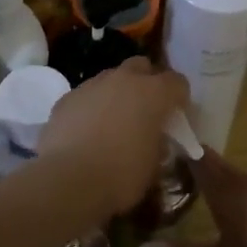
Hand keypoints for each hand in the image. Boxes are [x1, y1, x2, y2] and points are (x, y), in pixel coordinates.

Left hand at [37, 58, 188, 224]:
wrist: (69, 180)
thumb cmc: (121, 174)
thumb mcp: (154, 165)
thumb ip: (158, 143)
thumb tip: (154, 139)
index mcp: (153, 93)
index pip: (177, 83)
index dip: (180, 99)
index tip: (176, 118)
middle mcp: (123, 79)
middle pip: (141, 67)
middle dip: (147, 83)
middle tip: (145, 111)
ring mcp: (92, 85)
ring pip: (111, 78)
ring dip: (117, 94)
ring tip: (113, 122)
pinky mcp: (66, 98)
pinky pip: (86, 96)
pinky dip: (91, 107)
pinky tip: (87, 131)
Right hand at [135, 150, 246, 246]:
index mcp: (226, 190)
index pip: (198, 157)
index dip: (180, 145)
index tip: (159, 137)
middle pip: (217, 164)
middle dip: (194, 161)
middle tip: (170, 164)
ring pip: (237, 177)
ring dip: (217, 177)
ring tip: (198, 185)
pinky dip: (238, 193)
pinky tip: (235, 210)